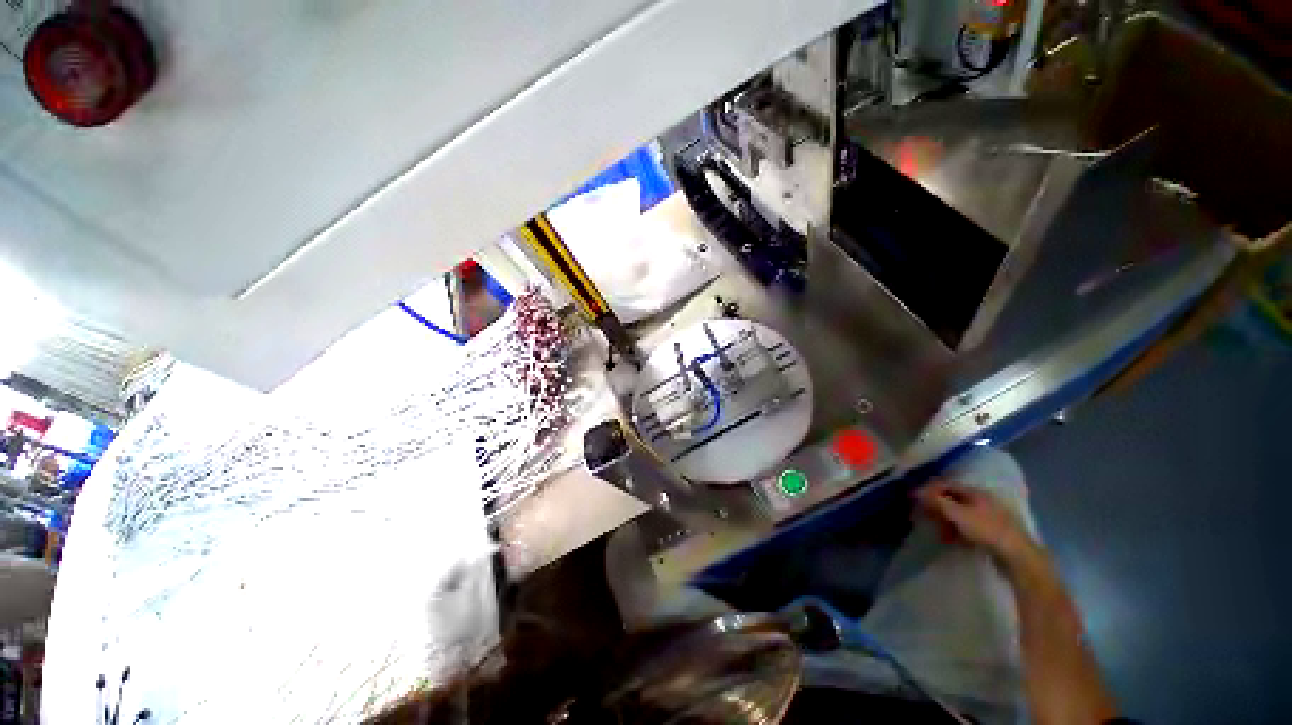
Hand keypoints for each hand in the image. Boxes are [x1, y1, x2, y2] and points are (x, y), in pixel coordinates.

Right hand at [915, 481, 1040, 569]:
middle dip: (937, 508)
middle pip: (952, 499)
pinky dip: (956, 531)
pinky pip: (967, 527)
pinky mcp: (992, 532)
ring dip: (946, 522)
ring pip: (959, 514)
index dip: (929, 490)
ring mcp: (989, 516)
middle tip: (925, 517)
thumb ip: (936, 501)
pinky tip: (953, 540)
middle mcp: (982, 500)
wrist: (1018, 557)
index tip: (914, 498)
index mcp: (975, 492)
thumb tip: (916, 491)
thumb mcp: (958, 514)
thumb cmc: (987, 530)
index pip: (946, 485)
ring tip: (939, 534)